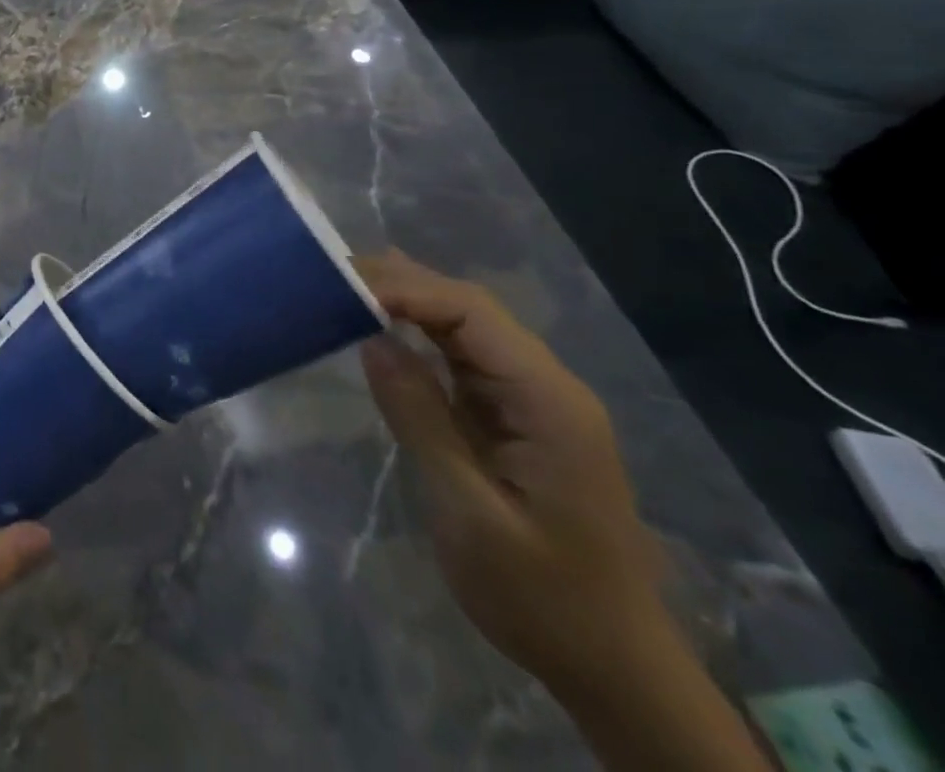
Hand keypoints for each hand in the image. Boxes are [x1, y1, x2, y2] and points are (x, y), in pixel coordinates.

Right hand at [354, 252, 768, 771]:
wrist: (614, 668)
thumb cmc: (542, 597)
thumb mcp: (468, 511)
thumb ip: (420, 418)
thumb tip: (372, 340)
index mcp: (548, 401)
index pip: (471, 312)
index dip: (405, 288)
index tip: (341, 285)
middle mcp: (546, 386)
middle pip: (469, 309)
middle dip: (401, 285)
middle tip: (330, 275)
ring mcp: (533, 400)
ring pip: (465, 327)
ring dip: (407, 303)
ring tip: (344, 287)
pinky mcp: (516, 417)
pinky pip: (463, 358)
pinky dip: (419, 335)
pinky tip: (382, 328)